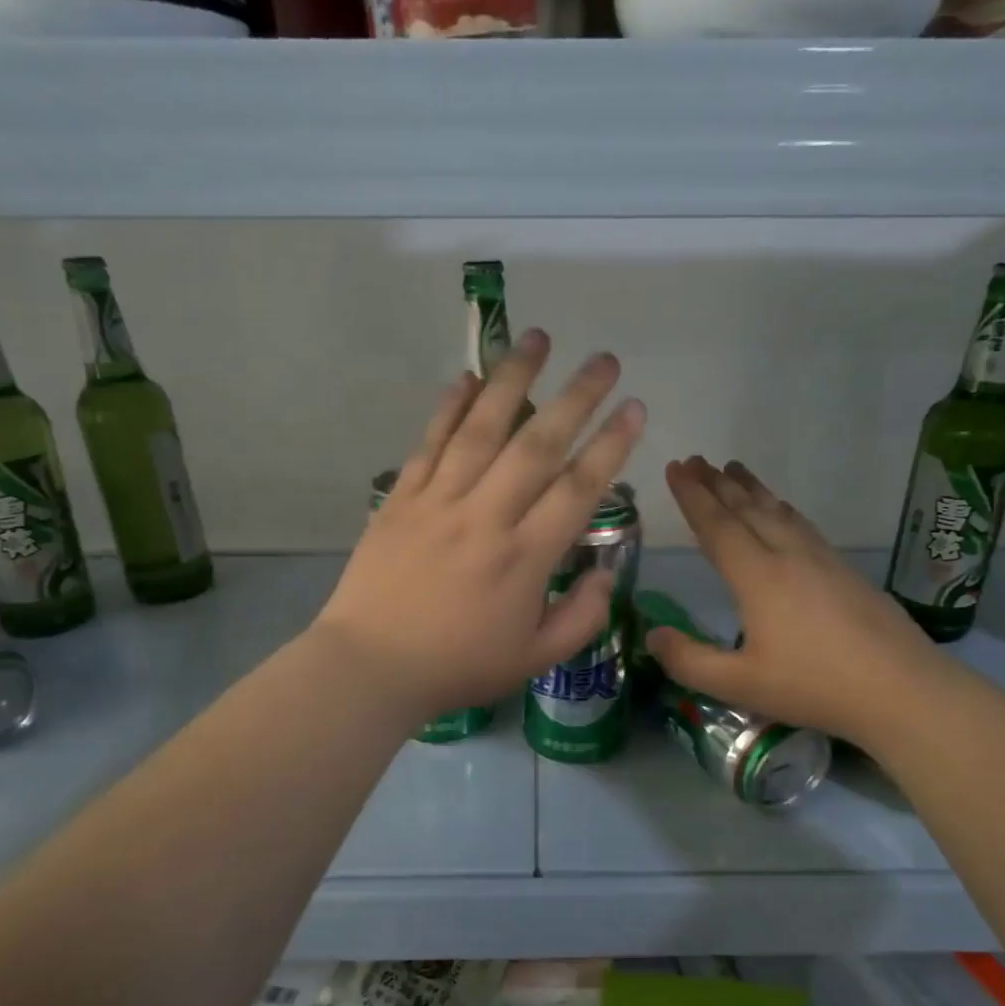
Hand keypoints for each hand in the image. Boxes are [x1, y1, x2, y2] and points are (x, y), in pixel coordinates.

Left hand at [314, 330, 645, 717]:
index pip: (578, 489)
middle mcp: (485, 517)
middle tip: (604, 359)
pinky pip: (429, 443)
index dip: (611, 446)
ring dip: (513, 380)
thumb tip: (605, 572)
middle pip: (537, 445)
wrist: (370, 667)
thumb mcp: (535, 659)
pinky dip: (449, 407)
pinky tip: (467, 377)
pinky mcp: (401, 498)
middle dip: (577, 398)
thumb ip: (582, 617)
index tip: (634, 408)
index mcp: (524, 558)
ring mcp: (438, 501)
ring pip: (481, 429)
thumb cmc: (457, 666)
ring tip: (538, 338)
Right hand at [644, 457, 946, 748]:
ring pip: (778, 511)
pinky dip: (781, 507)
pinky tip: (783, 510)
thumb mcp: (740, 685)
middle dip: (716, 483)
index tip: (675, 467)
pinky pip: (802, 523)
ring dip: (751, 488)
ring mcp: (822, 559)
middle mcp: (788, 556)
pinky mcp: (846, 570)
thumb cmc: (815, 686)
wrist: (902, 689)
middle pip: (747, 509)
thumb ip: (689, 661)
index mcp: (758, 577)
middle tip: (694, 460)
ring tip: (733, 469)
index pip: (718, 525)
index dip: (692, 496)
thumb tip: (652, 635)